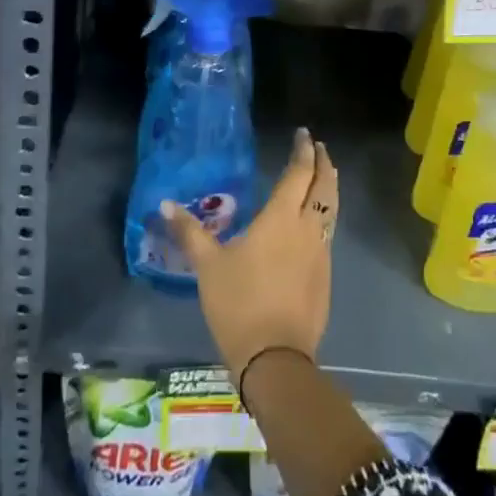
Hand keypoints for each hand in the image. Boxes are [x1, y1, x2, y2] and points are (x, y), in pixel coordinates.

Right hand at [161, 129, 337, 383]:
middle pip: (323, 187)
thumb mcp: (208, 266)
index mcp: (281, 218)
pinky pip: (328, 234)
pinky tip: (314, 223)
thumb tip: (165, 204)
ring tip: (323, 177)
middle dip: (322, 164)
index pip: (298, 174)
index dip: (303, 152)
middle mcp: (306, 229)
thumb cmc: (239, 304)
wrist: (275, 360)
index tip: (303, 135)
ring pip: (330, 210)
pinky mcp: (325, 278)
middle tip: (318, 147)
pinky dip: (325, 216)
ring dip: (328, 188)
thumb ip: (190, 232)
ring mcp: (320, 254)